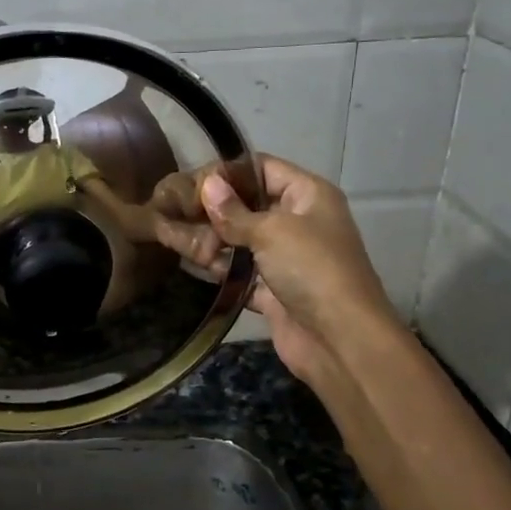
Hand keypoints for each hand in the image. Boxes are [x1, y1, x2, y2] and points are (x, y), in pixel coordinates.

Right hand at [152, 156, 401, 390]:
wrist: (340, 340)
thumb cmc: (312, 270)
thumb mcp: (272, 231)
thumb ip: (234, 212)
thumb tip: (207, 185)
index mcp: (308, 196)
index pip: (264, 168)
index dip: (228, 171)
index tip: (191, 180)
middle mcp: (298, 222)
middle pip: (248, 205)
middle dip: (212, 208)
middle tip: (172, 208)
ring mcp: (285, 258)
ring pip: (240, 240)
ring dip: (209, 239)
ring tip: (170, 235)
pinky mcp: (272, 290)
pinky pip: (239, 272)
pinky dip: (217, 269)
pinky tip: (187, 262)